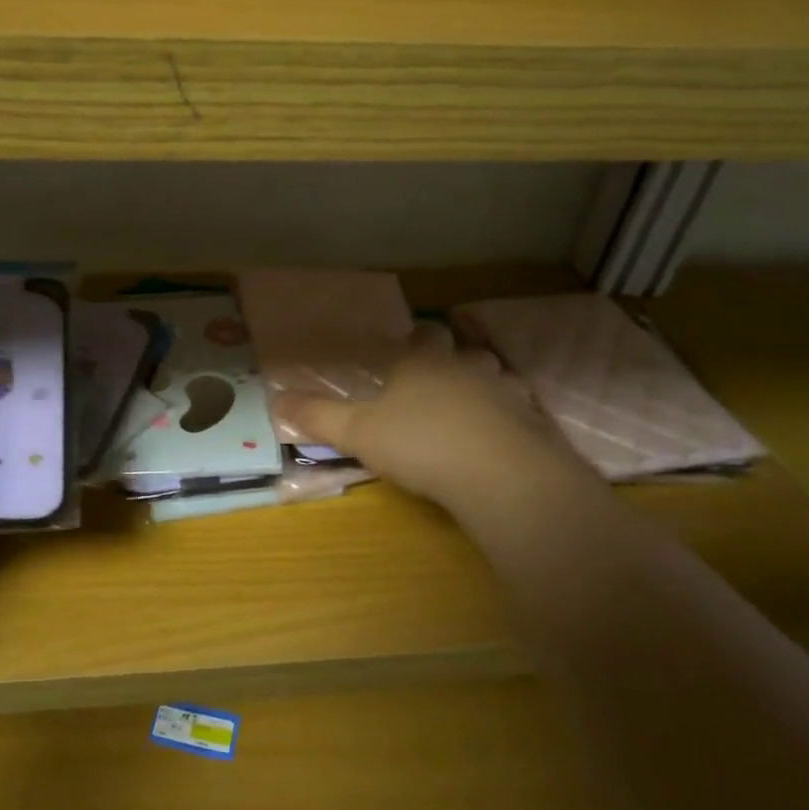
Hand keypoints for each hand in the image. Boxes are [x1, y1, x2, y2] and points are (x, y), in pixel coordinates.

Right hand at [273, 323, 596, 511]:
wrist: (500, 475)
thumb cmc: (420, 443)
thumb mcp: (358, 433)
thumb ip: (318, 416)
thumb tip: (276, 400)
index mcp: (423, 362)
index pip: (421, 335)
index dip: (414, 339)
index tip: (406, 347)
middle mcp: (465, 367)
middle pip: (461, 350)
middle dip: (449, 358)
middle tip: (434, 377)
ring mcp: (504, 392)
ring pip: (493, 375)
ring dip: (482, 384)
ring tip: (467, 405)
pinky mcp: (531, 421)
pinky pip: (518, 410)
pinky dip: (506, 418)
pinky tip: (496, 437)